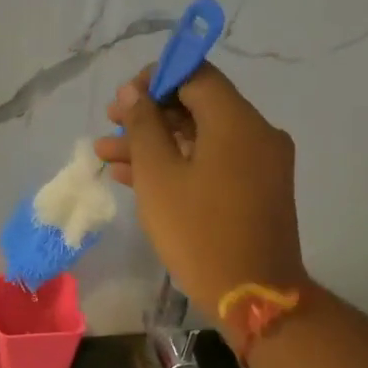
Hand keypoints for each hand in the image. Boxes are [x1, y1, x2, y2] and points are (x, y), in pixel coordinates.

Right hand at [93, 62, 307, 318]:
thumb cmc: (198, 231)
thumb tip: (134, 93)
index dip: (155, 79)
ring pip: (201, 138)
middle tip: (109, 126)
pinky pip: (214, 162)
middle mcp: (256, 133)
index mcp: (236, 121)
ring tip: (107, 155)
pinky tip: (136, 176)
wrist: (251, 293)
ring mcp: (260, 163)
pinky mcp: (256, 189)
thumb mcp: (158, 176)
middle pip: (198, 106)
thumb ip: (143, 127)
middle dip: (149, 114)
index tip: (122, 99)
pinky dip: (179, 164)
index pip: (196, 75)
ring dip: (157, 142)